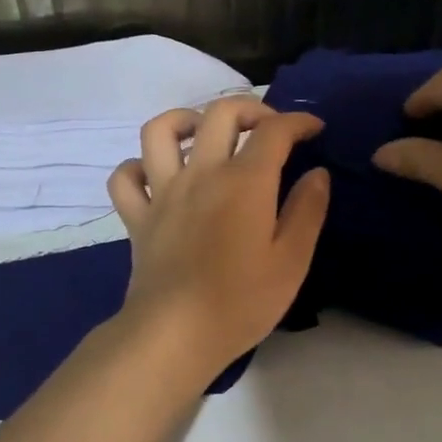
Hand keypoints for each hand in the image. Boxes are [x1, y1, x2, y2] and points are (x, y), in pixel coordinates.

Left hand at [108, 98, 330, 376]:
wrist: (176, 333)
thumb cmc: (241, 301)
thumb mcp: (292, 261)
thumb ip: (307, 211)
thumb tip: (316, 173)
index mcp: (244, 182)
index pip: (274, 130)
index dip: (298, 121)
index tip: (314, 130)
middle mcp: (201, 173)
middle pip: (219, 113)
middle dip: (250, 108)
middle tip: (267, 128)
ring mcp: (163, 192)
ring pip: (160, 131)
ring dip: (185, 120)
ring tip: (204, 134)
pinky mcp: (137, 217)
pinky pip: (126, 177)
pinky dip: (138, 168)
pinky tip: (157, 176)